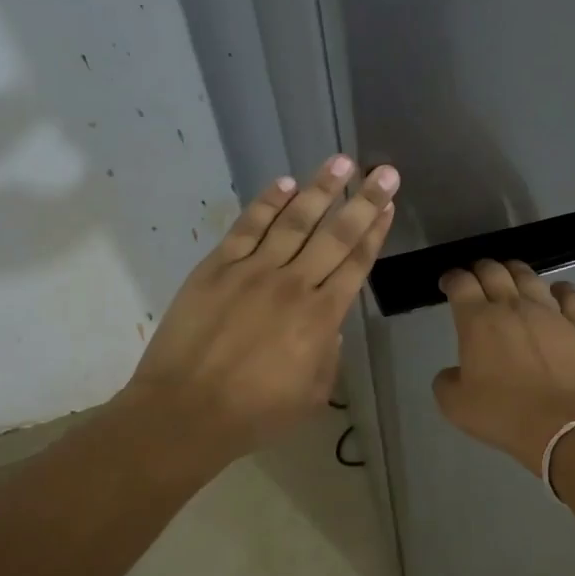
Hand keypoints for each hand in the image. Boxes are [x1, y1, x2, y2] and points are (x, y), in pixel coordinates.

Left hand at [120, 155, 397, 470]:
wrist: (186, 412)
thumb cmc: (254, 412)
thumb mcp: (313, 395)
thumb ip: (329, 354)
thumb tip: (329, 326)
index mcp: (321, 318)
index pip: (356, 263)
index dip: (375, 231)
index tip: (388, 205)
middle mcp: (294, 284)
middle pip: (335, 235)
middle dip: (363, 201)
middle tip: (384, 171)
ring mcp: (253, 271)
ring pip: (294, 221)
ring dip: (320, 190)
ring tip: (341, 162)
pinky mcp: (217, 267)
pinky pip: (248, 227)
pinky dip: (267, 204)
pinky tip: (286, 184)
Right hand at [434, 260, 574, 474]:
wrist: (559, 425)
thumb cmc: (501, 413)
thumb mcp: (454, 405)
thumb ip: (446, 381)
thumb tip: (453, 373)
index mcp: (477, 321)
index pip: (460, 283)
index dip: (451, 278)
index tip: (447, 284)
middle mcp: (512, 306)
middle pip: (494, 271)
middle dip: (480, 268)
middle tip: (476, 277)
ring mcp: (549, 312)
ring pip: (530, 276)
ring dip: (515, 271)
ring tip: (510, 276)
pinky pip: (570, 295)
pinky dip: (560, 289)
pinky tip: (556, 291)